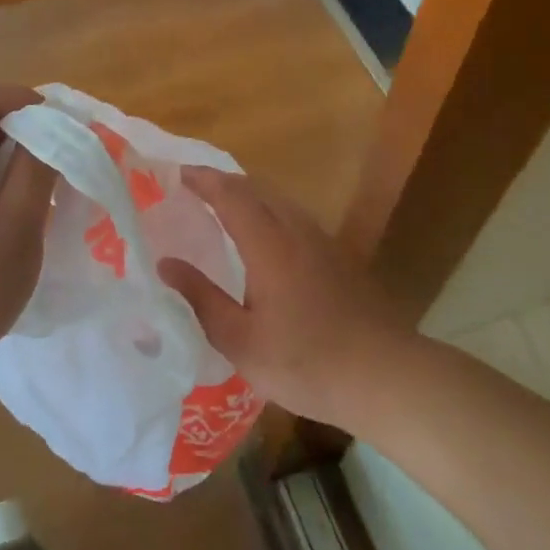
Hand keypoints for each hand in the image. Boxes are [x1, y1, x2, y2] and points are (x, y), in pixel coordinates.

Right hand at [156, 168, 403, 425]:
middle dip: (224, 181)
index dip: (203, 180)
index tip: (177, 173)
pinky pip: (296, 217)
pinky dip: (270, 211)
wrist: (384, 376)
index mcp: (268, 244)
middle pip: (257, 189)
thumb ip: (201, 298)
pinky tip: (267, 237)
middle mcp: (296, 231)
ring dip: (250, 194)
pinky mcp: (339, 258)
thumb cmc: (304, 361)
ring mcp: (323, 242)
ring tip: (225, 205)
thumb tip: (166, 264)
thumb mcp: (240, 340)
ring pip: (280, 201)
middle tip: (195, 187)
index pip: (230, 195)